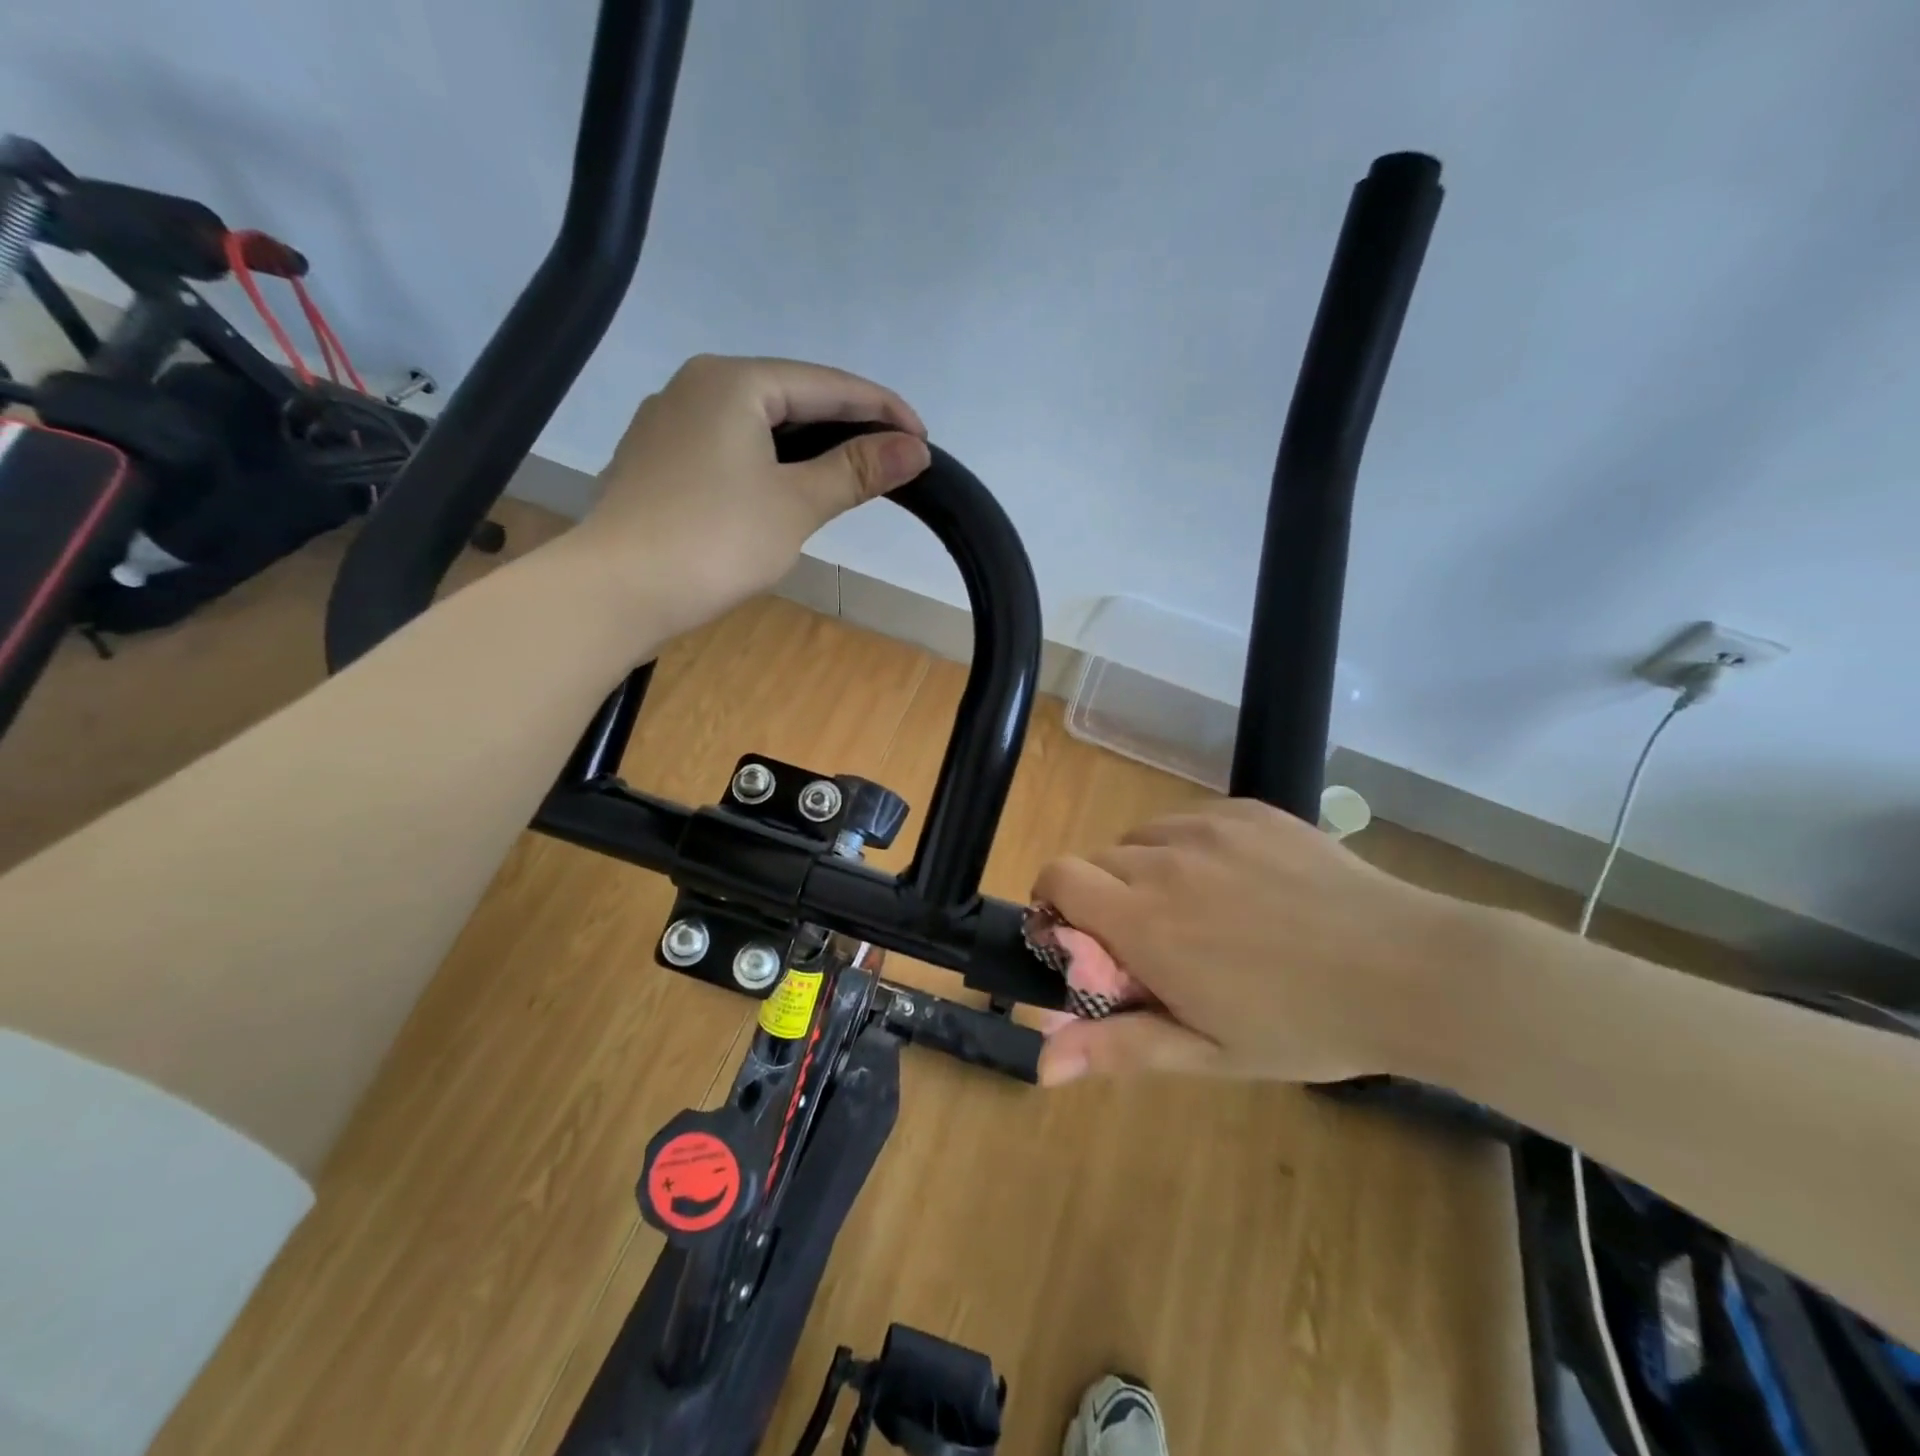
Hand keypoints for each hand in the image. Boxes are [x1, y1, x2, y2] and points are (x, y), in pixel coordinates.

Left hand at [566, 354, 930, 636]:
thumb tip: (914, 449)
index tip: (922, 438)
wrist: (617, 591)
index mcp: (733, 381)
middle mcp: (695, 385)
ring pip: (757, 423)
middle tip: (891, 458)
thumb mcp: (796, 504)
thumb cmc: (715, 540)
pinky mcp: (656, 461)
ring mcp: (668, 422)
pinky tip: (783, 488)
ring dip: (807, 446)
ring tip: (848, 473)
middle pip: (790, 397)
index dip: (881, 409)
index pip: (826, 384)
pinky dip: (767, 462)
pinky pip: (728, 447)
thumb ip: (856, 471)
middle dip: (844, 426)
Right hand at [1029, 799, 1481, 1086]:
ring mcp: (1207, 829)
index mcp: (1145, 922)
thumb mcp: (1209, 1052)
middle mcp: (1163, 861)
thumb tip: (1041, 1064)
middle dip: (1104, 897)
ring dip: (1145, 871)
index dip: (1054, 903)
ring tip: (1199, 911)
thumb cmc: (1304, 1025)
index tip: (1079, 938)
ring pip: (1140, 838)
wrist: (1410, 970)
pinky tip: (1238, 883)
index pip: (1058, 877)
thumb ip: (1118, 1048)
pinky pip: (1187, 821)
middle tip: (1152, 941)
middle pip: (1096, 859)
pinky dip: (1188, 848)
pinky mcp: (1245, 811)